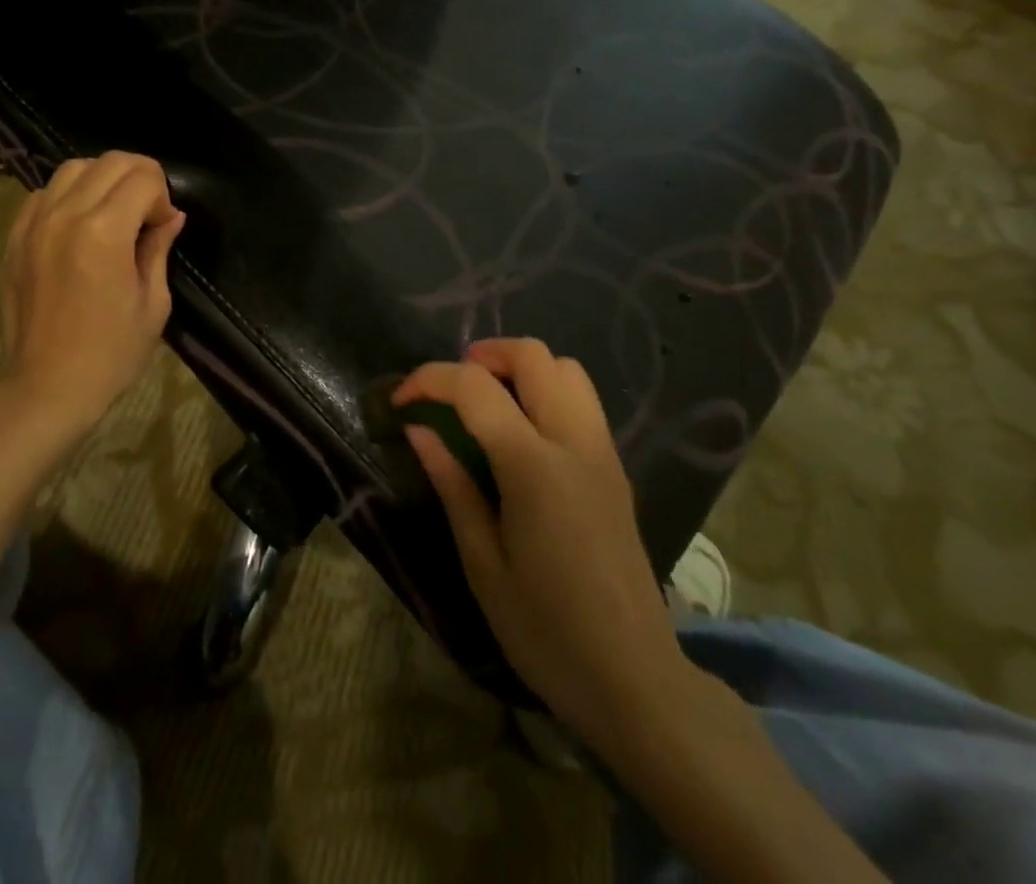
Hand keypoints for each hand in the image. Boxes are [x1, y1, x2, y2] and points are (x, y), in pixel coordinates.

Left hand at [0, 152, 185, 444]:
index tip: (163, 227)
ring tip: (113, 213)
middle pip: (110, 161)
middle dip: (139, 177)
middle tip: (147, 213)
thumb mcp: (153, 302)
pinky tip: (79, 225)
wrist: (48, 387)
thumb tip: (172, 216)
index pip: (143, 177)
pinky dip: (69, 195)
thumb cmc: (112, 352)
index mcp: (104, 232)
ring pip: (74, 168)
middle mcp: (65, 215)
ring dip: (103, 180)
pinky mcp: (14, 237)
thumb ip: (159, 248)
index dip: (163, 197)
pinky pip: (44, 193)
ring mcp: (33, 223)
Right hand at [394, 338, 690, 752]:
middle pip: (533, 355)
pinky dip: (546, 390)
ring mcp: (602, 451)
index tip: (400, 402)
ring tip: (487, 401)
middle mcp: (574, 443)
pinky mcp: (616, 467)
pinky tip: (523, 432)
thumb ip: (453, 485)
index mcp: (534, 467)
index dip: (430, 380)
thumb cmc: (546, 631)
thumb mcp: (482, 564)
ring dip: (520, 367)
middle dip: (481, 355)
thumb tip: (420, 431)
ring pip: (566, 368)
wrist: (635, 680)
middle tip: (449, 389)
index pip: (476, 387)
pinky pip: (582, 399)